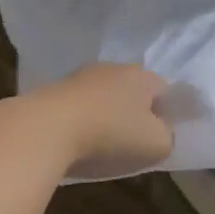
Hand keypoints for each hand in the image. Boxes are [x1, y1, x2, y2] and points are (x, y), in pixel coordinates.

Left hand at [32, 63, 174, 179]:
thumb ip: (168, 136)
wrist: (46, 129)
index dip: (167, 114)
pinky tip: (77, 142)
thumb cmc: (111, 134)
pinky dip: (81, 121)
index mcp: (143, 76)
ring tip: (102, 145)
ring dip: (105, 116)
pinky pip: (78, 107)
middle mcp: (113, 68)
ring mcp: (80, 77)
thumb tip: (162, 132)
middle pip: (132, 91)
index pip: (165, 91)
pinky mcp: (53, 90)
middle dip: (135, 113)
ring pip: (103, 97)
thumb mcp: (157, 144)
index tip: (161, 137)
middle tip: (134, 142)